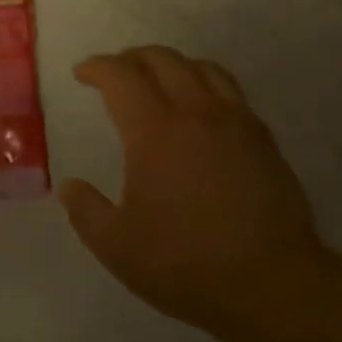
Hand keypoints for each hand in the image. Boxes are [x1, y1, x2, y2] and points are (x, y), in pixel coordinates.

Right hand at [59, 47, 321, 340]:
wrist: (272, 284)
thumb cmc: (186, 263)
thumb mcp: (117, 246)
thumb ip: (86, 211)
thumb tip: (69, 187)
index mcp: (154, 130)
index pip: (120, 76)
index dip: (97, 67)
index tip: (82, 73)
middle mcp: (195, 112)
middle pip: (162, 59)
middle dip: (132, 58)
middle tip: (116, 73)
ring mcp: (235, 122)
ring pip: (201, 68)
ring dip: (172, 64)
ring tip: (159, 81)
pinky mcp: (263, 139)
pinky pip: (230, 91)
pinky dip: (206, 85)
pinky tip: (202, 110)